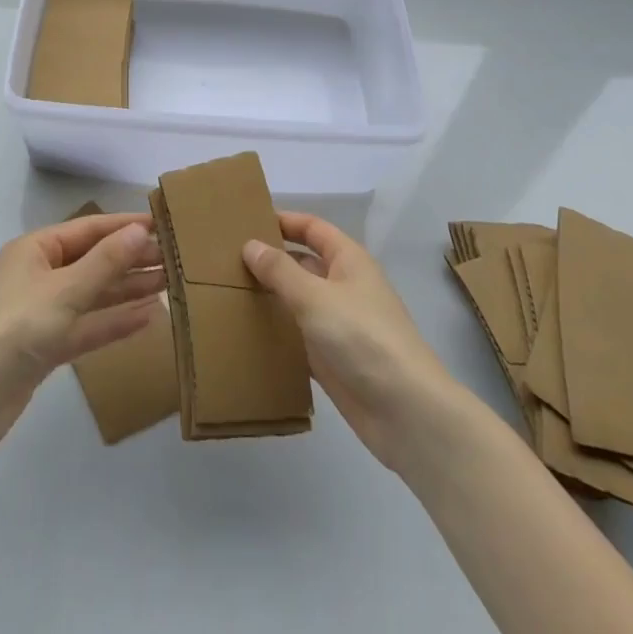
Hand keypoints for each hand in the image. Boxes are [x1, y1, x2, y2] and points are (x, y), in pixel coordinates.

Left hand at [0, 213, 164, 456]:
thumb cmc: (16, 327)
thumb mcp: (65, 290)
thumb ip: (106, 262)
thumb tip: (140, 230)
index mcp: (36, 249)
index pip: (89, 229)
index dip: (124, 226)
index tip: (162, 226)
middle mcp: (40, 274)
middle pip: (93, 260)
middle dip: (131, 259)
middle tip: (174, 260)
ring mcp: (43, 311)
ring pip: (93, 294)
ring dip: (128, 289)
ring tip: (167, 284)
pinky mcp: (47, 346)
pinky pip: (87, 326)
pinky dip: (114, 322)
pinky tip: (147, 319)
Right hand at [243, 212, 457, 472]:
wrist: (406, 413)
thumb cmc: (363, 337)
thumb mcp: (316, 296)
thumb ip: (280, 271)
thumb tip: (250, 244)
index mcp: (349, 261)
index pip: (313, 228)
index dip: (284, 221)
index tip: (247, 220)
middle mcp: (344, 287)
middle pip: (304, 263)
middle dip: (271, 260)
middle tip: (227, 259)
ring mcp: (339, 325)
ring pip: (299, 301)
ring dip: (271, 297)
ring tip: (228, 291)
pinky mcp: (333, 360)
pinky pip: (298, 337)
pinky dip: (277, 333)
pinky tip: (247, 332)